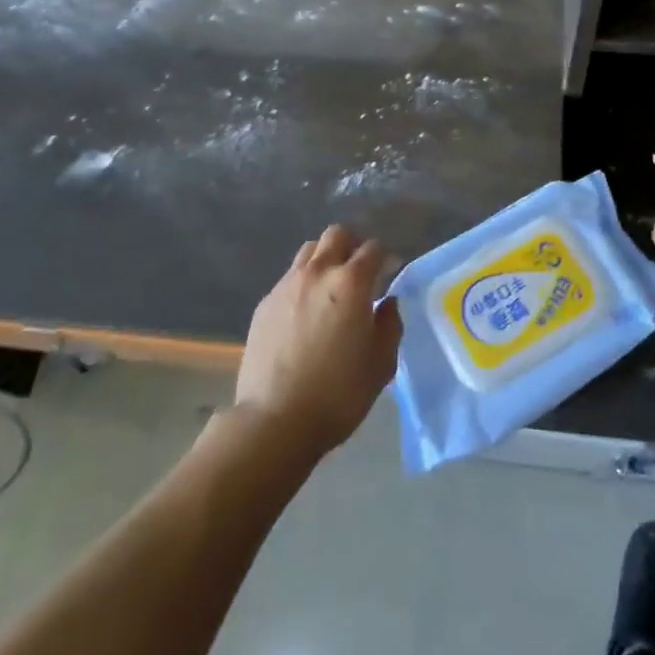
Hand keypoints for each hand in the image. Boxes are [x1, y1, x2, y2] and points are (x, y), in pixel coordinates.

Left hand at [235, 225, 403, 454]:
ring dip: (325, 259)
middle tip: (360, 272)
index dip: (385, 258)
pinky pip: (289, 278)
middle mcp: (318, 272)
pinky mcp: (265, 303)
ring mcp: (286, 285)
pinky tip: (305, 314)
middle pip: (337, 235)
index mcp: (351, 283)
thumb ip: (390, 325)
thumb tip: (387, 302)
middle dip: (353, 245)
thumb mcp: (381, 364)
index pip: (373, 249)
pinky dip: (303, 284)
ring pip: (309, 251)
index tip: (389, 273)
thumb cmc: (338, 394)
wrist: (275, 419)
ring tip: (331, 288)